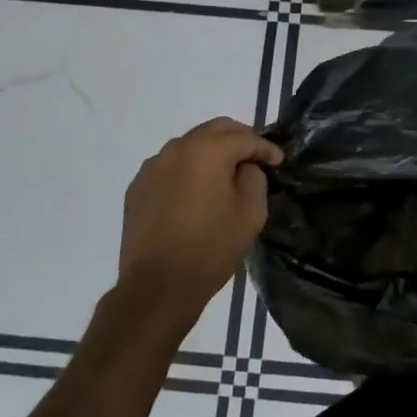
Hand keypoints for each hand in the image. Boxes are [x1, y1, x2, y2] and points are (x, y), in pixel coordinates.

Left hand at [117, 118, 282, 332]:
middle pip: (214, 130)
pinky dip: (187, 169)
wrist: (157, 286)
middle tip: (255, 156)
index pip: (244, 138)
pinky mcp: (138, 186)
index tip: (278, 160)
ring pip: (189, 145)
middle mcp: (177, 149)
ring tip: (225, 172)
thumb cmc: (211, 248)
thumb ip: (254, 178)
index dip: (265, 147)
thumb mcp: (250, 214)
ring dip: (211, 151)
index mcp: (207, 151)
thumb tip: (245, 167)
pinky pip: (169, 166)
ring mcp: (153, 166)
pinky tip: (195, 190)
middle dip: (239, 138)